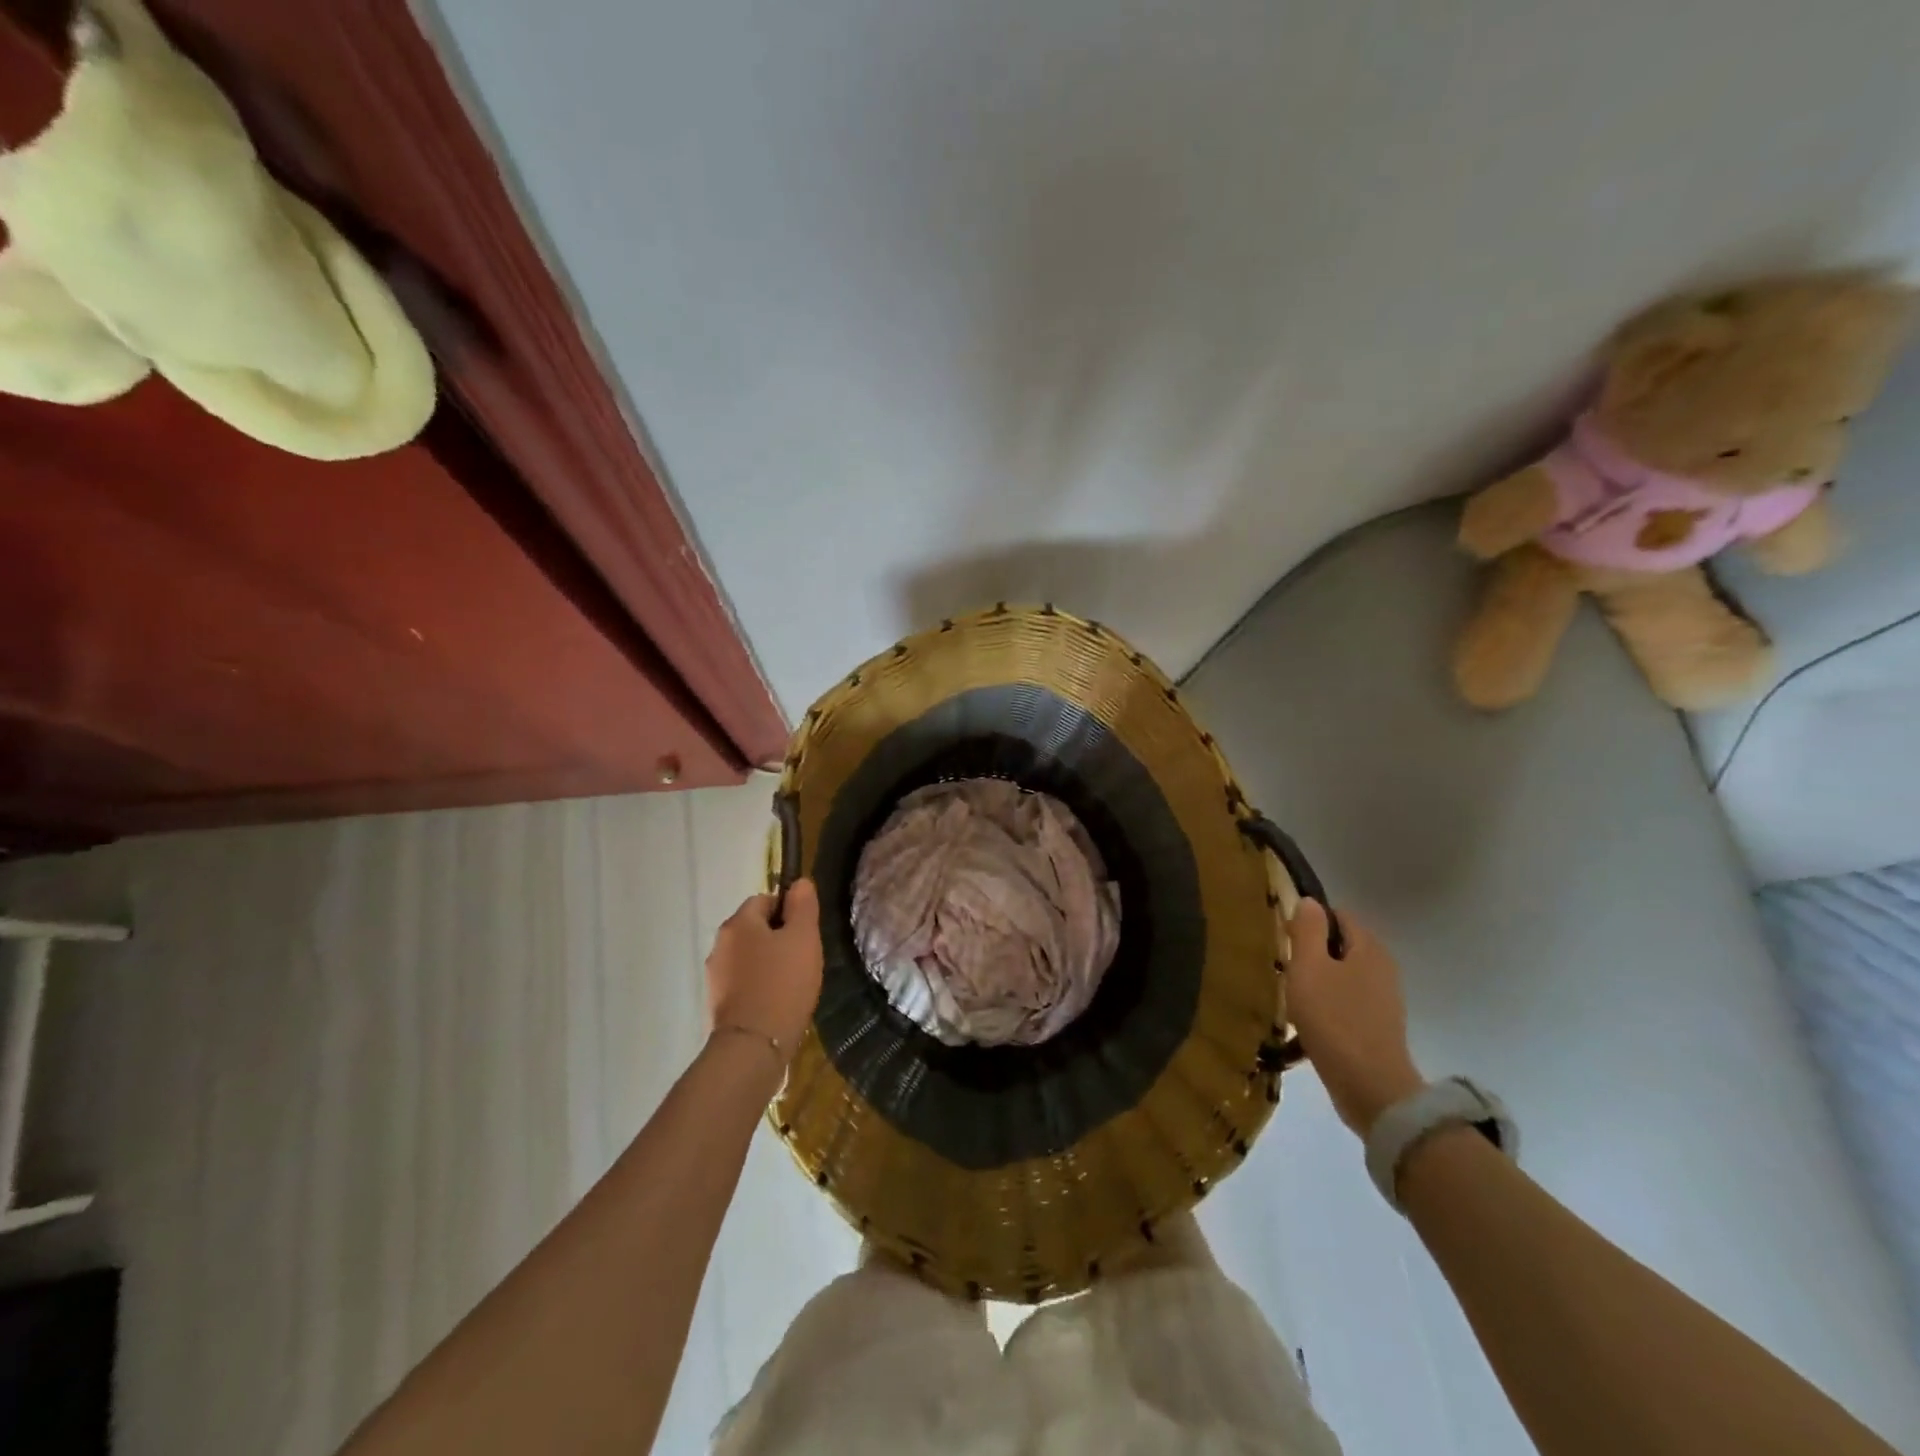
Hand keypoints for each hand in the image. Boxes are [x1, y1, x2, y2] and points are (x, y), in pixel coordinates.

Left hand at [706, 881, 824, 1061]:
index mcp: (738, 923)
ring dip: (768, 964)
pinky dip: (759, 987)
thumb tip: (800, 882)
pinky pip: (743, 983)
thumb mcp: (803, 938)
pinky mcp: (717, 1004)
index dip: (789, 912)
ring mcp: (715, 976)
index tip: (805, 934)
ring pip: (749, 957)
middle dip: (779, 939)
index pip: (765, 899)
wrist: (752, 1047)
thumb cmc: (782, 984)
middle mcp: (720, 944)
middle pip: (755, 928)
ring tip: (792, 985)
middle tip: (802, 959)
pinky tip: (776, 1004)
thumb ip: (803, 906)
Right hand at [1284, 900, 1424, 1136]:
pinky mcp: (1379, 1027)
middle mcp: (1383, 967)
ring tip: (1292, 996)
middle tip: (1284, 968)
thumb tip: (1309, 902)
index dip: (1309, 921)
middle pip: (1341, 945)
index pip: (1338, 915)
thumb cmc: (1334, 1019)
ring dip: (1318, 981)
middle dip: (1312, 952)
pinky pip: (1348, 1002)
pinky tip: (1309, 1022)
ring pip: (1343, 975)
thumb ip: (1308, 930)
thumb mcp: (1309, 968)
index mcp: (1369, 947)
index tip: (1284, 939)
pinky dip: (1328, 1005)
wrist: (1370, 1088)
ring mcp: (1384, 1000)